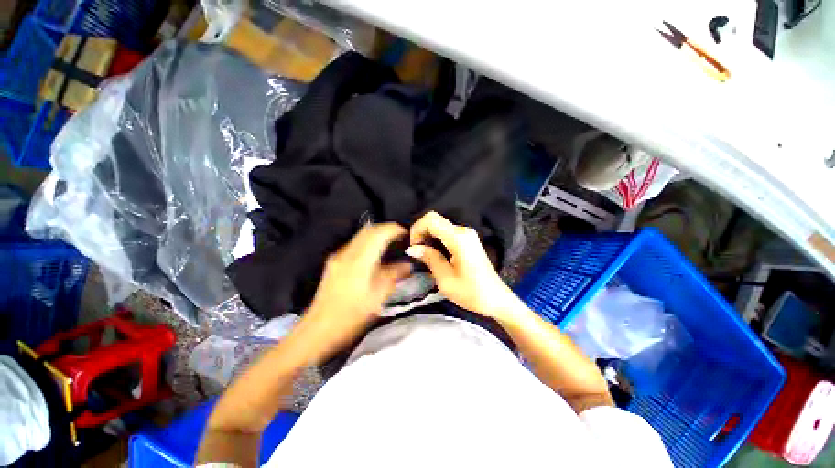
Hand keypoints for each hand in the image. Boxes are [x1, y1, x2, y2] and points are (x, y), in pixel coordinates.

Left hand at [300, 222, 411, 359]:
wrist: (318, 331)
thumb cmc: (351, 317)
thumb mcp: (378, 298)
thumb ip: (394, 276)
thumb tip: (408, 265)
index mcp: (359, 261)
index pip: (378, 233)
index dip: (394, 229)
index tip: (406, 233)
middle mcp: (346, 253)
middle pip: (368, 230)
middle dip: (385, 229)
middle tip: (400, 237)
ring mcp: (337, 257)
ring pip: (360, 236)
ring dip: (376, 235)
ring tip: (390, 244)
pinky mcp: (333, 263)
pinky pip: (354, 245)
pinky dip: (367, 243)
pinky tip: (374, 256)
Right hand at [406, 211, 518, 319]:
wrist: (496, 299)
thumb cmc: (471, 292)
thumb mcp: (445, 279)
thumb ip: (429, 258)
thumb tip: (412, 248)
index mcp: (458, 238)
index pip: (431, 219)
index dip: (417, 229)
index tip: (414, 248)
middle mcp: (463, 230)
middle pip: (434, 220)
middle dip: (421, 233)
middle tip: (417, 253)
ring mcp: (467, 234)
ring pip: (439, 226)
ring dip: (428, 237)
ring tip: (424, 256)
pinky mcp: (468, 240)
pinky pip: (447, 232)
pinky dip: (436, 239)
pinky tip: (435, 254)